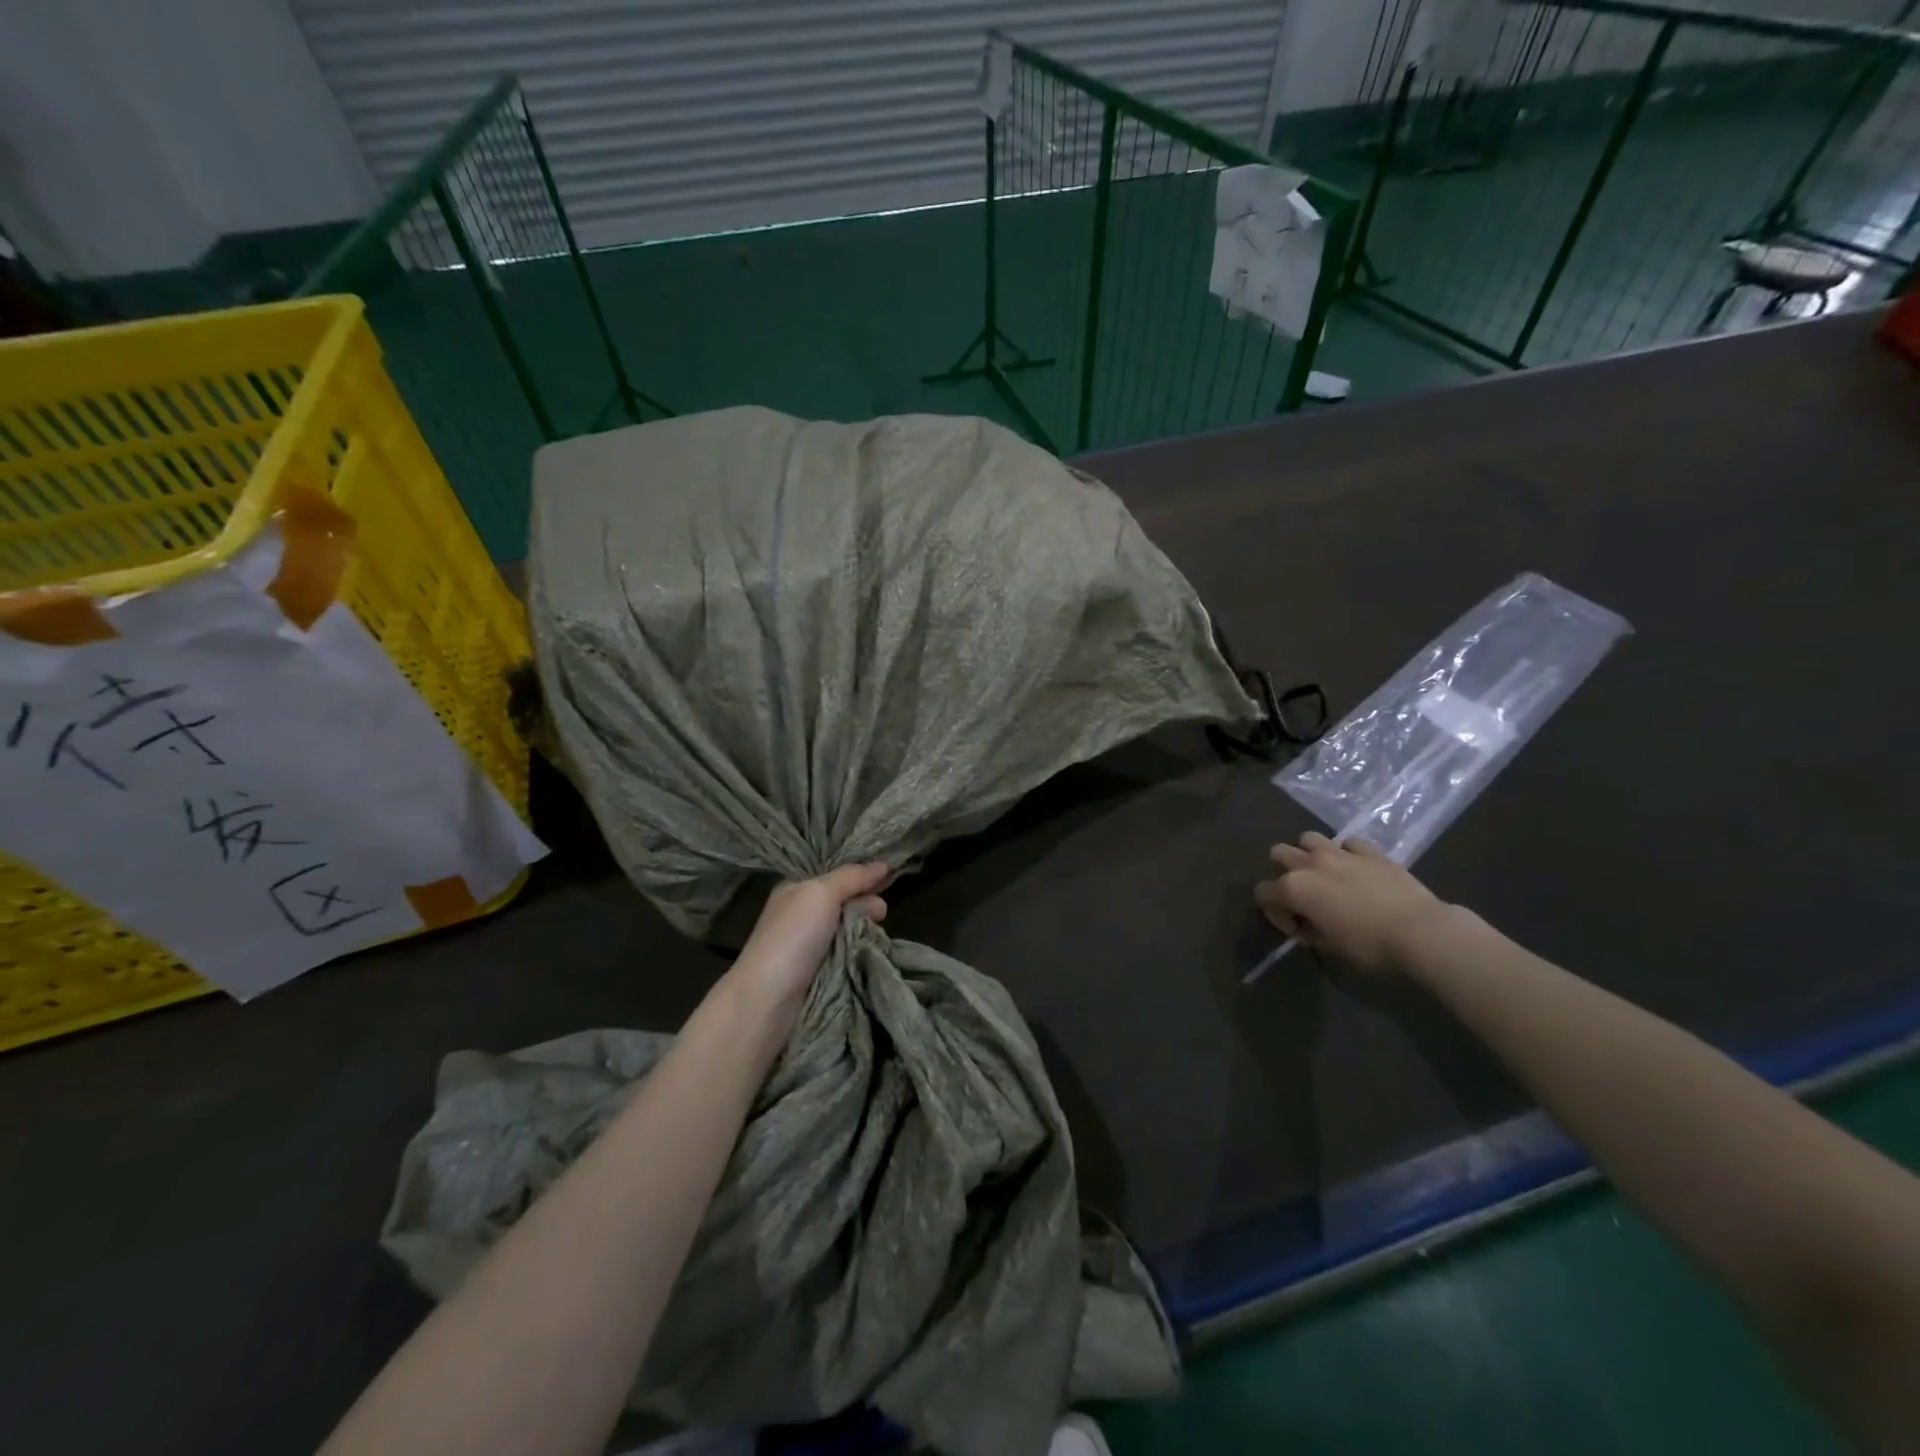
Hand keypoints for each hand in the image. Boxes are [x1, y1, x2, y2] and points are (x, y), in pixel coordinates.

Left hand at [731, 863, 889, 1015]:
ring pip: (848, 926)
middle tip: (881, 912)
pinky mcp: (818, 968)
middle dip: (865, 901)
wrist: (769, 997)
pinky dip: (859, 948)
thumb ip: (852, 877)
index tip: (886, 876)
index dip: (859, 873)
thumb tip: (883, 864)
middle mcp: (802, 912)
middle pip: (844, 899)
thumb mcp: (822, 893)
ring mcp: (810, 942)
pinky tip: (871, 948)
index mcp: (796, 888)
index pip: (834, 873)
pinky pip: (847, 950)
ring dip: (865, 926)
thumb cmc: (793, 936)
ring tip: (878, 931)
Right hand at [1255, 833, 1447, 973]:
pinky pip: (1349, 843)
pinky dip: (1347, 854)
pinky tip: (1357, 870)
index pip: (1263, 893)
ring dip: (1310, 854)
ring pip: (1309, 838)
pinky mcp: (1371, 851)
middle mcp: (1310, 864)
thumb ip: (1309, 932)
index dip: (1274, 913)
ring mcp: (1341, 853)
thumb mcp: (1329, 948)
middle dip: (1283, 872)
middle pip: (1279, 853)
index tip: (1295, 929)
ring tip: (1324, 874)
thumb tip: (1306, 926)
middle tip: (1303, 895)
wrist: (1421, 932)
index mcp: (1294, 888)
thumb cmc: (1369, 946)